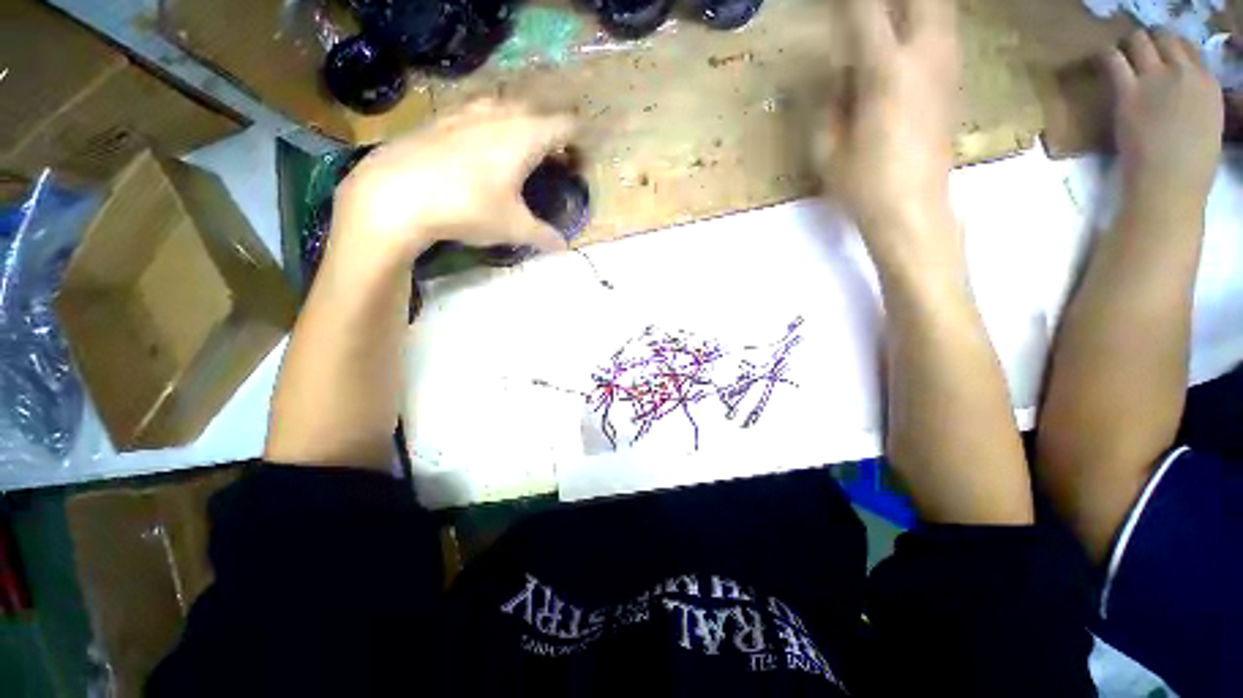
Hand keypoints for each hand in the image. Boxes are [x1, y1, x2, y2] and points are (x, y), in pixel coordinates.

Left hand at [331, 100, 575, 262]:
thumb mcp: (513, 228)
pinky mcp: (442, 116)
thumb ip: (543, 236)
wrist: (395, 194)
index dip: (579, 142)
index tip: (580, 163)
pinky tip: (481, 148)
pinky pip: (478, 110)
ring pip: (506, 106)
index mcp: (525, 136)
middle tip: (553, 161)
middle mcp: (500, 114)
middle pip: (539, 111)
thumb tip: (563, 247)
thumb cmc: (467, 208)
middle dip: (552, 133)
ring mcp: (468, 110)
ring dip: (521, 123)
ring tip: (520, 151)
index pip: (566, 125)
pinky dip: (491, 124)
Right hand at [817, 0, 960, 268]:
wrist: (913, 209)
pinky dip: (926, 21)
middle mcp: (924, 55)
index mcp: (886, 72)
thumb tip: (842, 74)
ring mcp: (946, 66)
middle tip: (866, 9)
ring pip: (940, 8)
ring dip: (915, 7)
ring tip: (889, 20)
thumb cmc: (863, 185)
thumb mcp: (827, 148)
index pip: (866, 12)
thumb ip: (832, 102)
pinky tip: (909, 33)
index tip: (834, 3)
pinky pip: (944, 31)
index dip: (848, 2)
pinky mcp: (954, 82)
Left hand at [1105, 30, 1222, 212]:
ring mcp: (1157, 79)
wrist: (1170, 182)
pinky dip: (1106, 55)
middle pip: (1164, 39)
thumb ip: (1195, 102)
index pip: (1189, 50)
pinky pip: (1114, 59)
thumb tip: (1180, 95)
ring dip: (1128, 44)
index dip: (1171, 50)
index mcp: (1209, 83)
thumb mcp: (1207, 124)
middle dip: (1149, 42)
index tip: (1160, 55)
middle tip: (1136, 51)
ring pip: (1140, 41)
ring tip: (1119, 53)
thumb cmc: (1190, 166)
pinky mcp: (1130, 91)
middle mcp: (1185, 73)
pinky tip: (1101, 58)